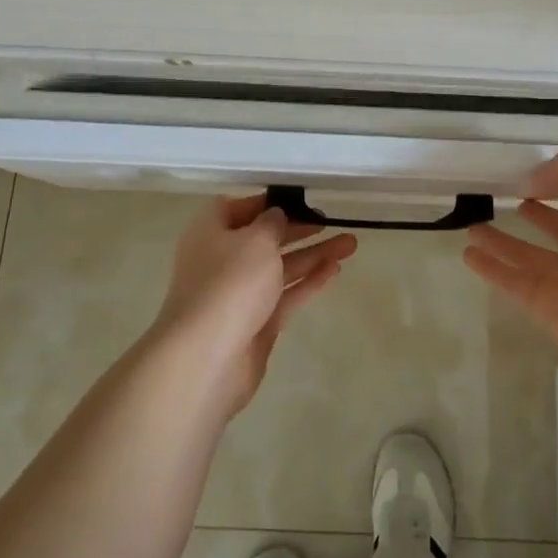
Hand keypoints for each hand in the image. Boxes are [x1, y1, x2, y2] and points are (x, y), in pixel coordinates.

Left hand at [153, 195, 356, 416]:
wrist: (208, 357)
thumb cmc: (230, 283)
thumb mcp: (256, 239)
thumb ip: (272, 223)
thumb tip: (275, 217)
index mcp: (211, 231)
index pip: (238, 207)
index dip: (267, 202)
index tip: (298, 200)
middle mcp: (222, 259)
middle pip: (264, 238)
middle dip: (297, 229)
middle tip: (329, 220)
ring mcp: (239, 293)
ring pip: (280, 266)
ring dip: (313, 254)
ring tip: (350, 244)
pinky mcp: (256, 322)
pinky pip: (286, 294)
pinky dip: (308, 281)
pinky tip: (334, 269)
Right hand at [464, 145, 557, 395]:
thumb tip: (535, 181)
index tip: (534, 171)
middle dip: (538, 208)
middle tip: (502, 196)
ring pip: (531, 253)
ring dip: (503, 238)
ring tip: (472, 223)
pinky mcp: (552, 310)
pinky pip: (515, 282)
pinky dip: (492, 268)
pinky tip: (468, 253)